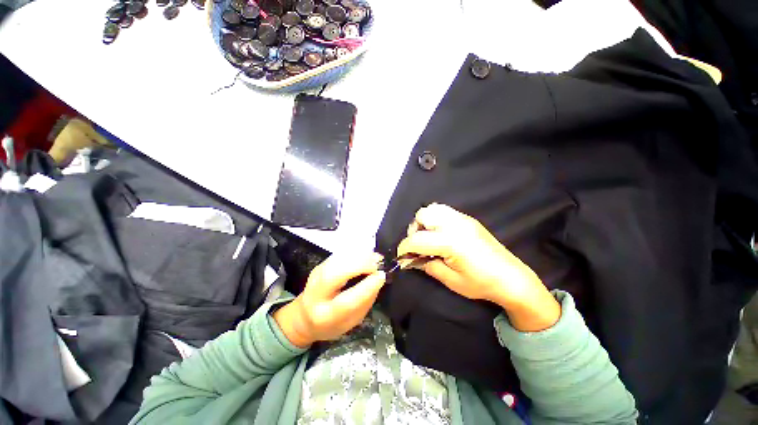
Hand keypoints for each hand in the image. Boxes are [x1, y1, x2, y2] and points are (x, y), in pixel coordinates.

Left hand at [273, 252, 385, 347]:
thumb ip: (365, 302)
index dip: (366, 287)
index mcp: (325, 316)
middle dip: (361, 265)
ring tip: (375, 258)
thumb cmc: (331, 323)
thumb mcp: (351, 322)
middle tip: (378, 263)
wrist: (304, 316)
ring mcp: (316, 275)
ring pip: (337, 260)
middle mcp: (316, 293)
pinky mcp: (320, 264)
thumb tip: (378, 279)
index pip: (346, 301)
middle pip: (336, 273)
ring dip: (359, 256)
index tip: (381, 276)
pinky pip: (339, 255)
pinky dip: (355, 253)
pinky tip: (365, 255)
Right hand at [397, 204, 559, 331]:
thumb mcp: (451, 280)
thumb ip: (428, 266)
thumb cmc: (481, 284)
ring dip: (425, 221)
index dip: (404, 248)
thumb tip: (412, 259)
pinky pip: (445, 211)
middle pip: (422, 215)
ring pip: (433, 208)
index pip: (416, 239)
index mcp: (450, 242)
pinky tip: (441, 234)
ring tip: (429, 237)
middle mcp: (455, 225)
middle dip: (414, 230)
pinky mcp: (468, 219)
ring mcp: (463, 219)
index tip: (402, 257)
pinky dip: (436, 219)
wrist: (512, 278)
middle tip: (419, 246)